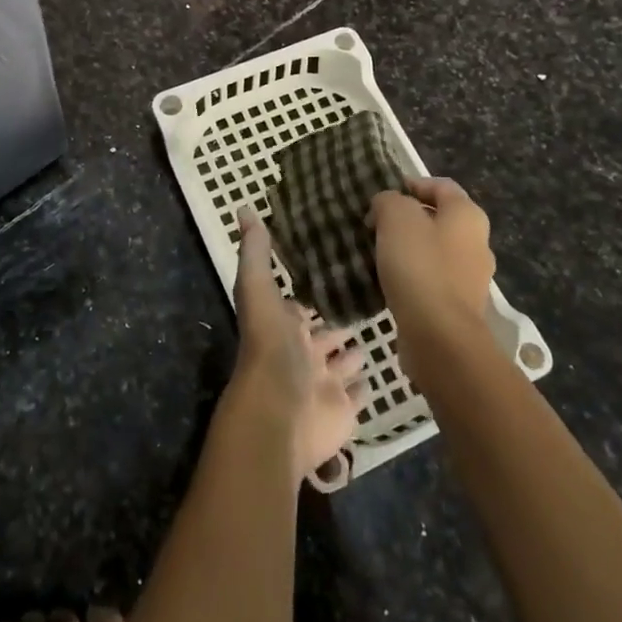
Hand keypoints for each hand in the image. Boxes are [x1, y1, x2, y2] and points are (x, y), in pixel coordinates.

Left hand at [227, 209, 366, 484]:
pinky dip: (363, 384)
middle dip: (338, 319)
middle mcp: (301, 354)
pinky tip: (378, 369)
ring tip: (379, 327)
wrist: (281, 414)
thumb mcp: (258, 289)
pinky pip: (355, 394)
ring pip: (340, 363)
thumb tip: (243, 207)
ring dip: (353, 350)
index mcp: (282, 327)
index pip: (299, 305)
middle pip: (322, 334)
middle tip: (367, 297)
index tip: (336, 267)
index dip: (313, 290)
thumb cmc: (270, 348)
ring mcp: (322, 384)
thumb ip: (256, 252)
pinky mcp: (342, 409)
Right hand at [368, 177, 495, 345]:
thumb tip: (387, 205)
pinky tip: (390, 282)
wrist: (439, 335)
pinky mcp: (460, 305)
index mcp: (468, 214)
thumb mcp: (396, 217)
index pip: (440, 185)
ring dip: (408, 249)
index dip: (411, 184)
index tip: (381, 196)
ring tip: (377, 254)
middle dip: (407, 219)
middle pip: (438, 219)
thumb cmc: (420, 266)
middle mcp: (477, 242)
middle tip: (375, 225)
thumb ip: (389, 200)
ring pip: (435, 250)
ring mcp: (472, 277)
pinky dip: (413, 276)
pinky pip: (433, 279)